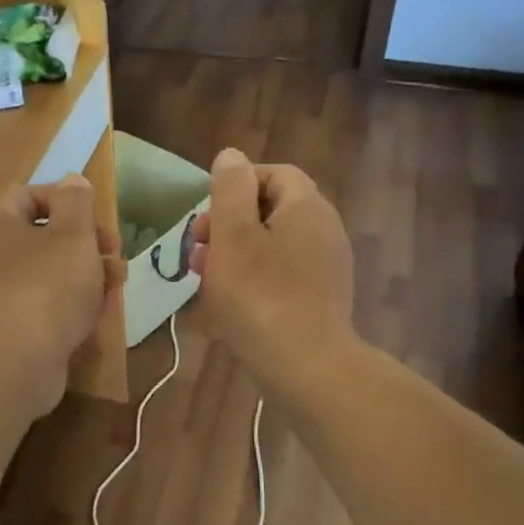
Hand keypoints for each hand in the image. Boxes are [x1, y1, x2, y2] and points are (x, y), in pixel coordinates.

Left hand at [0, 175, 123, 419]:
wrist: (14, 364)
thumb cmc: (47, 288)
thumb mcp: (73, 235)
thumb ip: (77, 202)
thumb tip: (72, 180)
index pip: (28, 194)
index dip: (66, 199)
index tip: (96, 220)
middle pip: (44, 236)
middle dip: (85, 242)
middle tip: (114, 254)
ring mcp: (0, 294)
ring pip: (50, 272)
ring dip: (86, 273)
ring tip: (116, 285)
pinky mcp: (13, 327)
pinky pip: (46, 305)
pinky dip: (72, 304)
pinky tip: (98, 314)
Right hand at [188, 147, 355, 398]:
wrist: (306, 368)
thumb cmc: (261, 297)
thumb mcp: (234, 236)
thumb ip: (230, 190)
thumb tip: (232, 156)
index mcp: (307, 207)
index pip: (274, 174)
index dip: (236, 186)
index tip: (206, 215)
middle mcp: (324, 230)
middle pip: (271, 211)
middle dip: (229, 225)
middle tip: (197, 251)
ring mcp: (326, 268)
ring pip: (273, 246)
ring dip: (235, 255)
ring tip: (204, 281)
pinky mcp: (321, 299)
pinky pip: (282, 276)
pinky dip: (254, 280)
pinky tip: (228, 306)